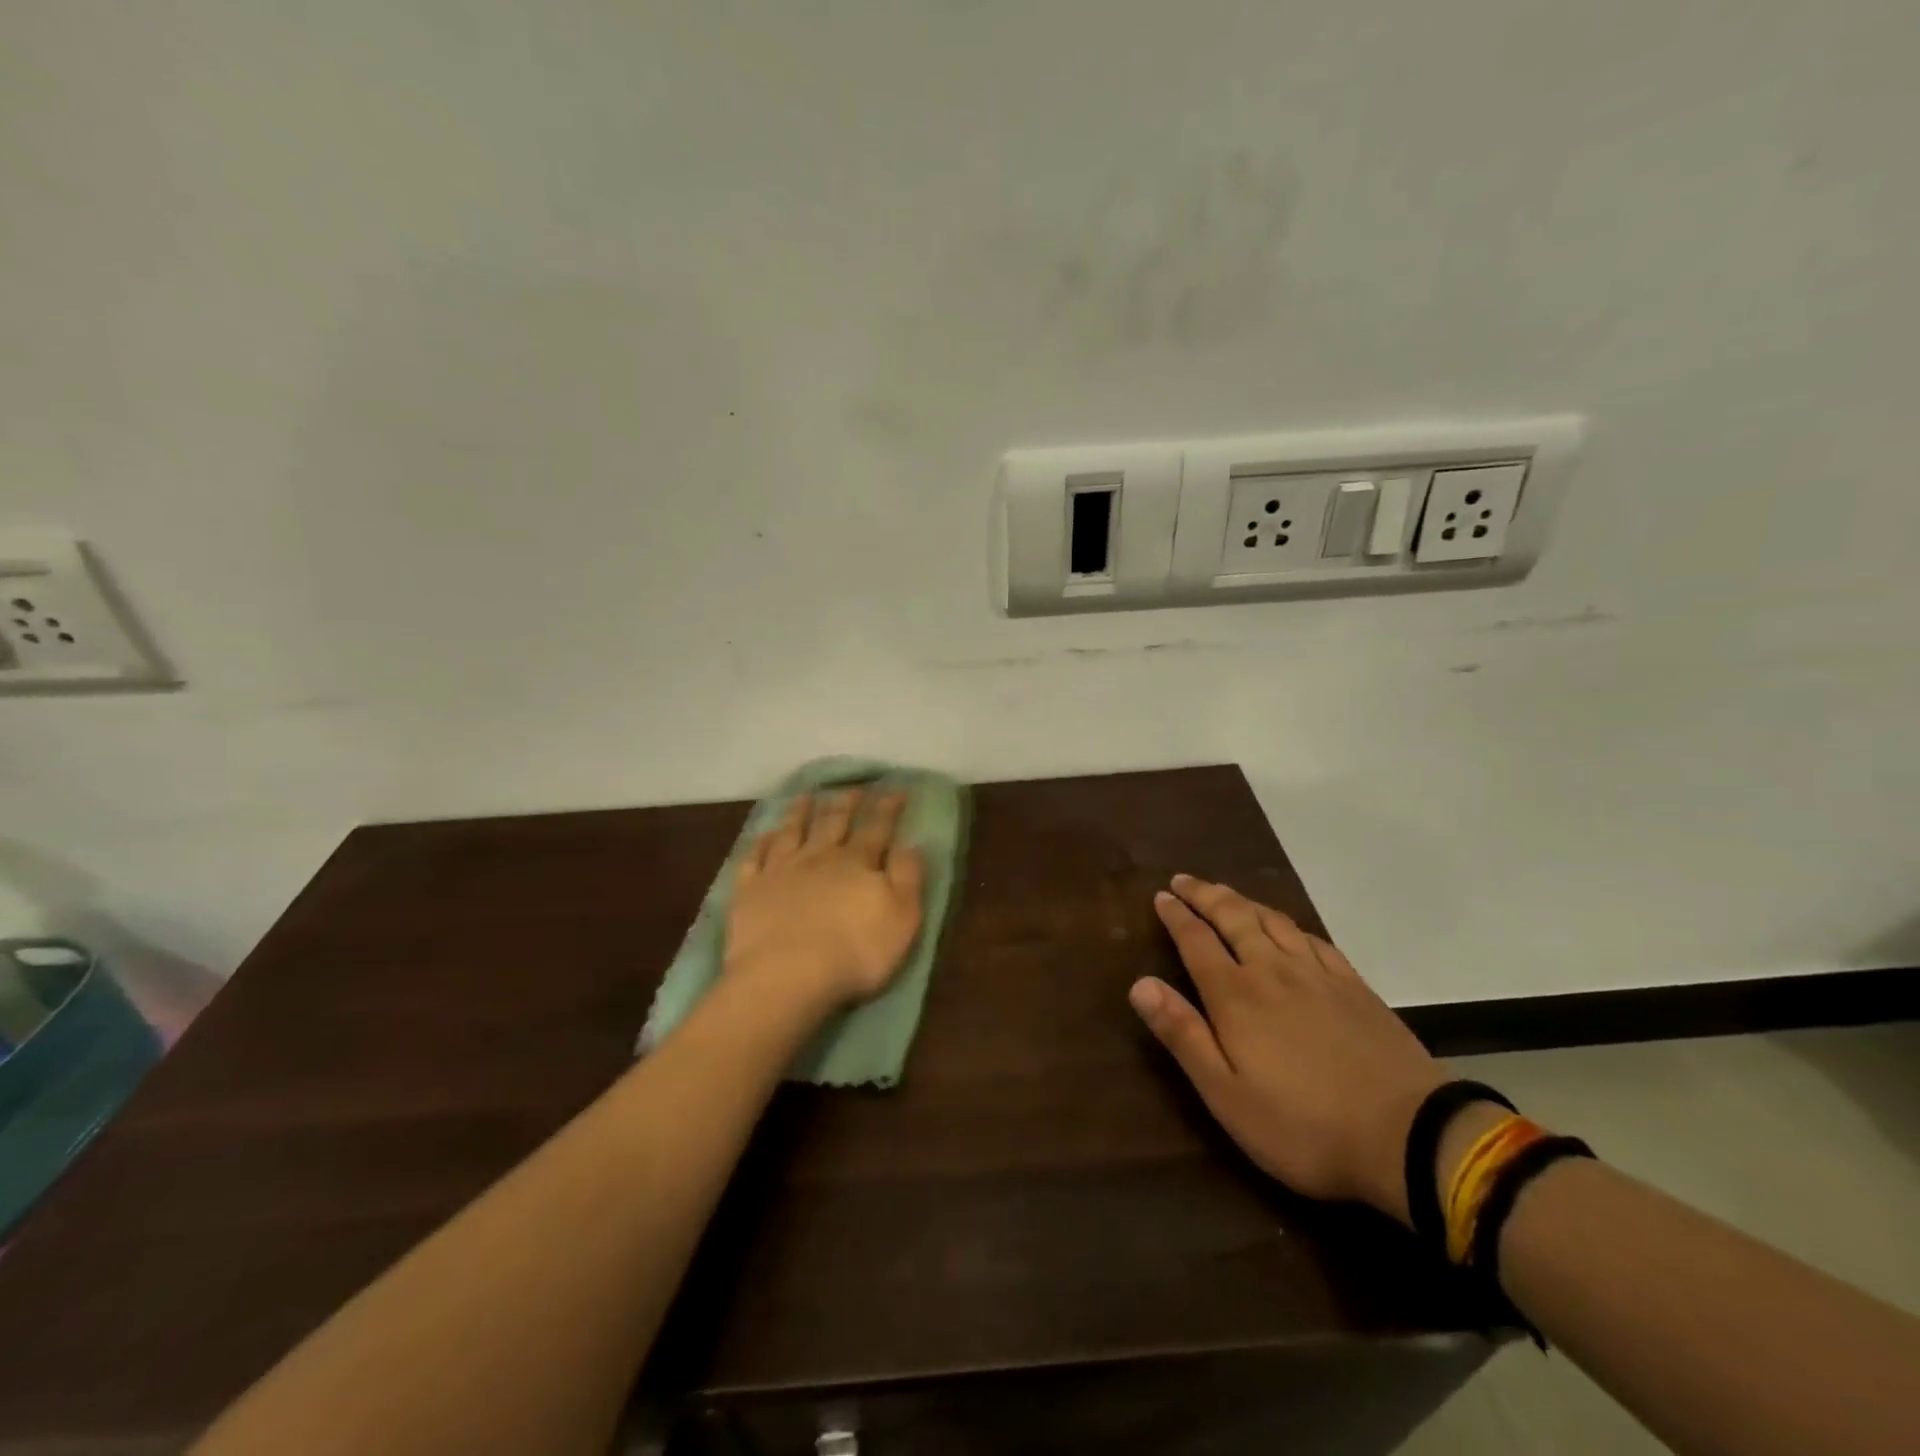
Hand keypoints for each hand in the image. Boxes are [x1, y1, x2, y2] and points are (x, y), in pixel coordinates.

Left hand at [725, 788, 926, 1013]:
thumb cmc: (854, 952)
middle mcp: (819, 857)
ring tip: (807, 796)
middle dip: (846, 803)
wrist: (786, 976)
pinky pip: (755, 857)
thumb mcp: (902, 918)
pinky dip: (761, 842)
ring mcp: (780, 870)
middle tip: (853, 788)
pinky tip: (765, 834)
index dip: (888, 807)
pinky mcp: (749, 890)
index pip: (878, 827)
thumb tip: (912, 843)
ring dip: (801, 812)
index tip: (896, 788)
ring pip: (792, 831)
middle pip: (834, 822)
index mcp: (858, 862)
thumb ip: (908, 877)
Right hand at [1131, 875, 1446, 1223]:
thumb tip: (1140, 983)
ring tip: (1226, 893)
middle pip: (1234, 918)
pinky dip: (1289, 924)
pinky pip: (1313, 939)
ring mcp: (1318, 975)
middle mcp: (1272, 971)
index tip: (1161, 896)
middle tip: (1185, 880)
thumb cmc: (1303, 1126)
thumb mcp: (1226, 1095)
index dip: (1176, 916)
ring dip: (1243, 901)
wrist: (1408, 1136)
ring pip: (1272, 921)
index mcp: (1236, 996)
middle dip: (1205, 895)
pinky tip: (1287, 927)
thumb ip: (1182, 1034)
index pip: (1196, 941)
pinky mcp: (1354, 986)